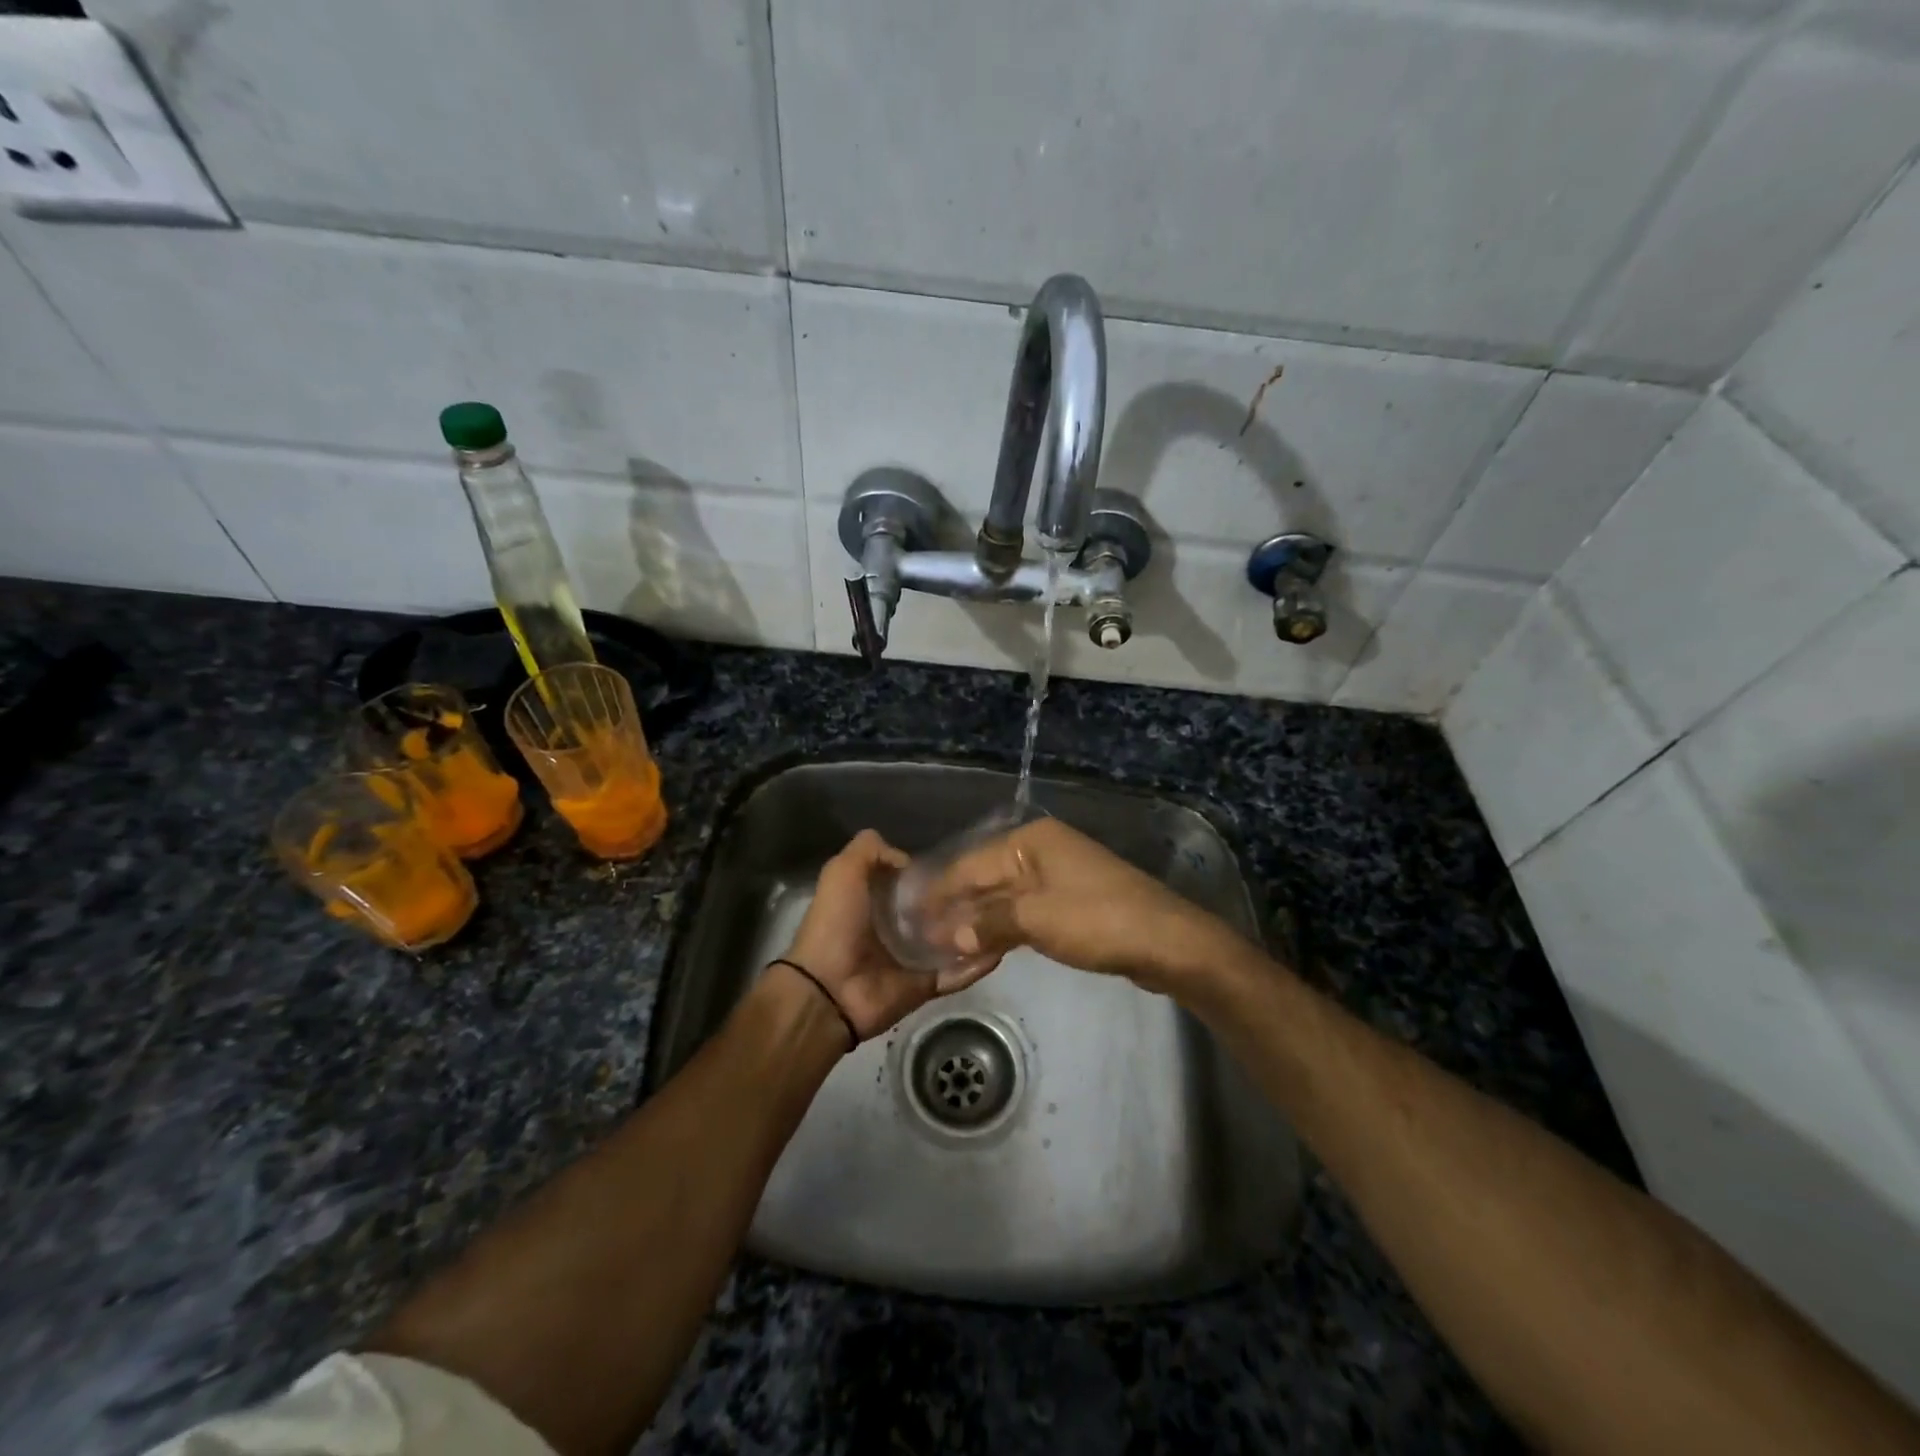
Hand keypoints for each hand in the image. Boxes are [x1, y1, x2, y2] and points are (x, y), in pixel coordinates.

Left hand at [779, 829, 998, 1042]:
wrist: (829, 988)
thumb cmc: (836, 923)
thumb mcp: (843, 870)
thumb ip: (870, 850)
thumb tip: (909, 860)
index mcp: (877, 899)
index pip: (914, 879)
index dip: (934, 869)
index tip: (964, 859)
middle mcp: (897, 926)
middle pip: (938, 909)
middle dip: (963, 898)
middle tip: (993, 885)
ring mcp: (914, 957)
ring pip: (953, 939)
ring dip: (976, 929)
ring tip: (1007, 911)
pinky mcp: (927, 984)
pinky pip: (957, 973)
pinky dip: (977, 964)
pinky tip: (1002, 947)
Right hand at [927, 816, 1237, 997]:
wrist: (1168, 942)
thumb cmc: (1099, 920)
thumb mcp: (1037, 920)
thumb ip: (988, 923)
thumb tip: (949, 935)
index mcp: (1030, 842)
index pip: (970, 864)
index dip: (938, 891)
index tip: (908, 914)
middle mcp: (1040, 852)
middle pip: (985, 879)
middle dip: (955, 908)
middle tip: (919, 935)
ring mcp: (1056, 878)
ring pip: (1003, 900)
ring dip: (976, 924)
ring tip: (942, 948)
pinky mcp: (1068, 904)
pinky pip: (1023, 914)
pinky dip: (1001, 932)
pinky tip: (980, 950)